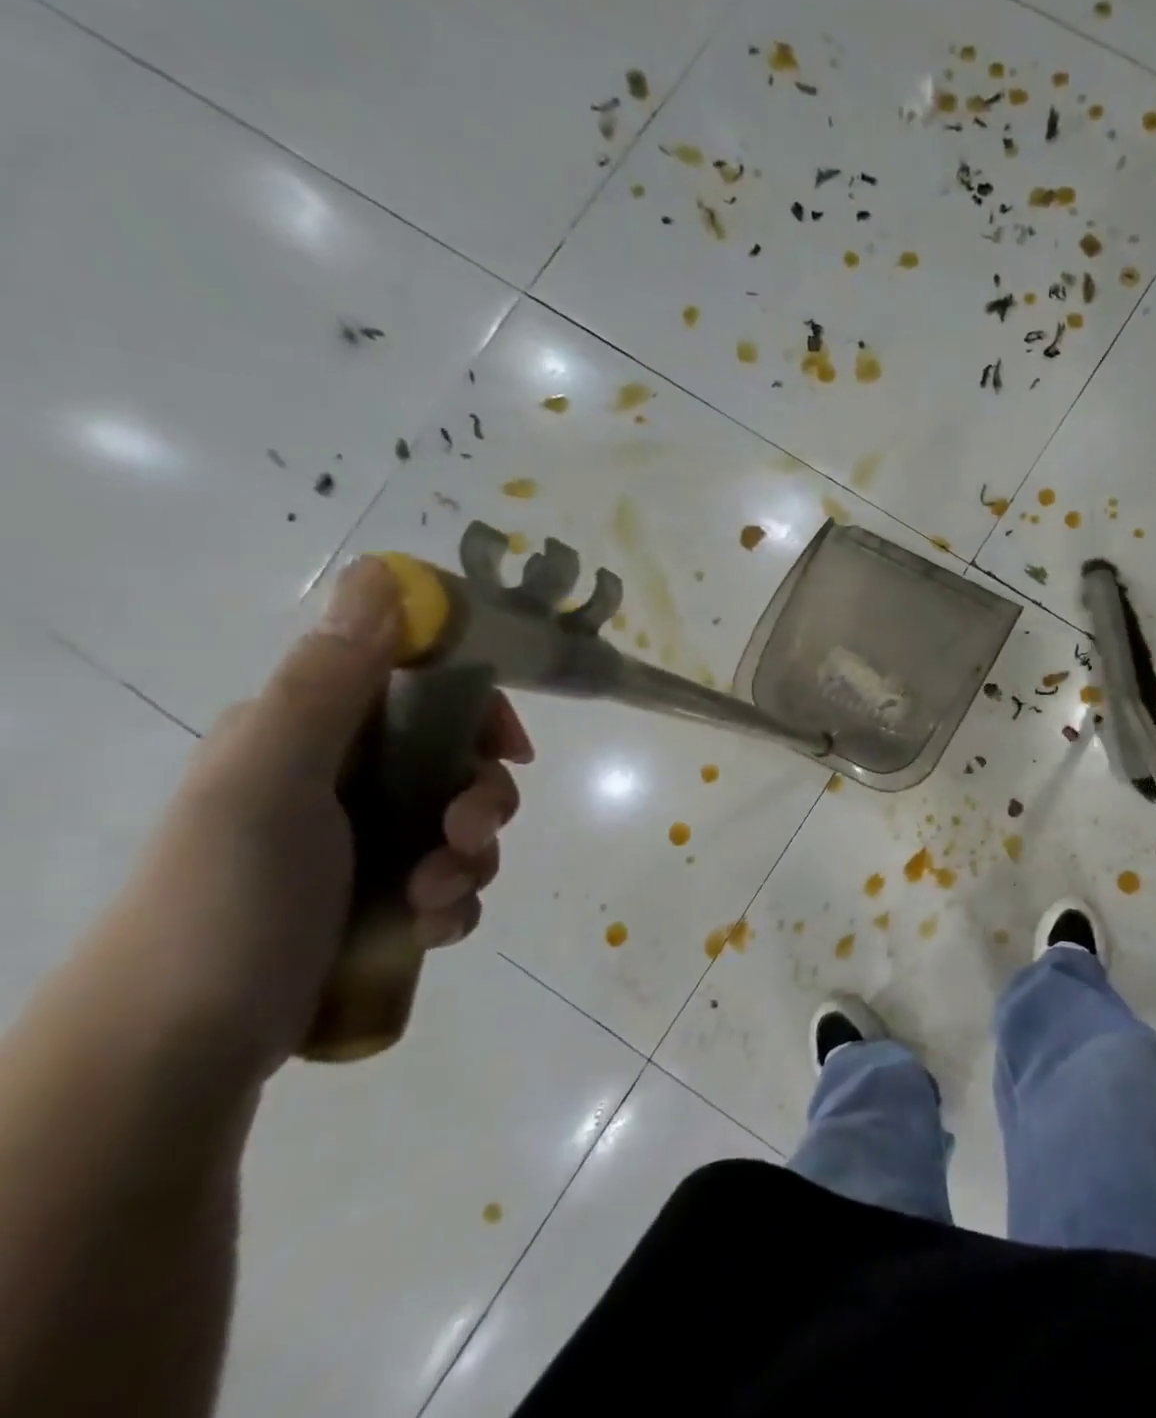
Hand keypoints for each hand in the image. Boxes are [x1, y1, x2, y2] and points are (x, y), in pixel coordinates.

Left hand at [101, 557, 531, 1076]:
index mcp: (312, 736)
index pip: (423, 691)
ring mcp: (364, 846)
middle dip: (481, 800)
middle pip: (458, 762)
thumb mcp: (271, 780)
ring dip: (471, 861)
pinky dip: (455, 903)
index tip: (509, 750)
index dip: (479, 712)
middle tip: (467, 836)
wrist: (179, 1050)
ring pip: (464, 827)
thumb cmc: (224, 899)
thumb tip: (382, 572)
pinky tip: (428, 929)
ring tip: (433, 900)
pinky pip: (454, 883)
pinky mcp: (380, 902)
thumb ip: (332, 681)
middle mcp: (342, 782)